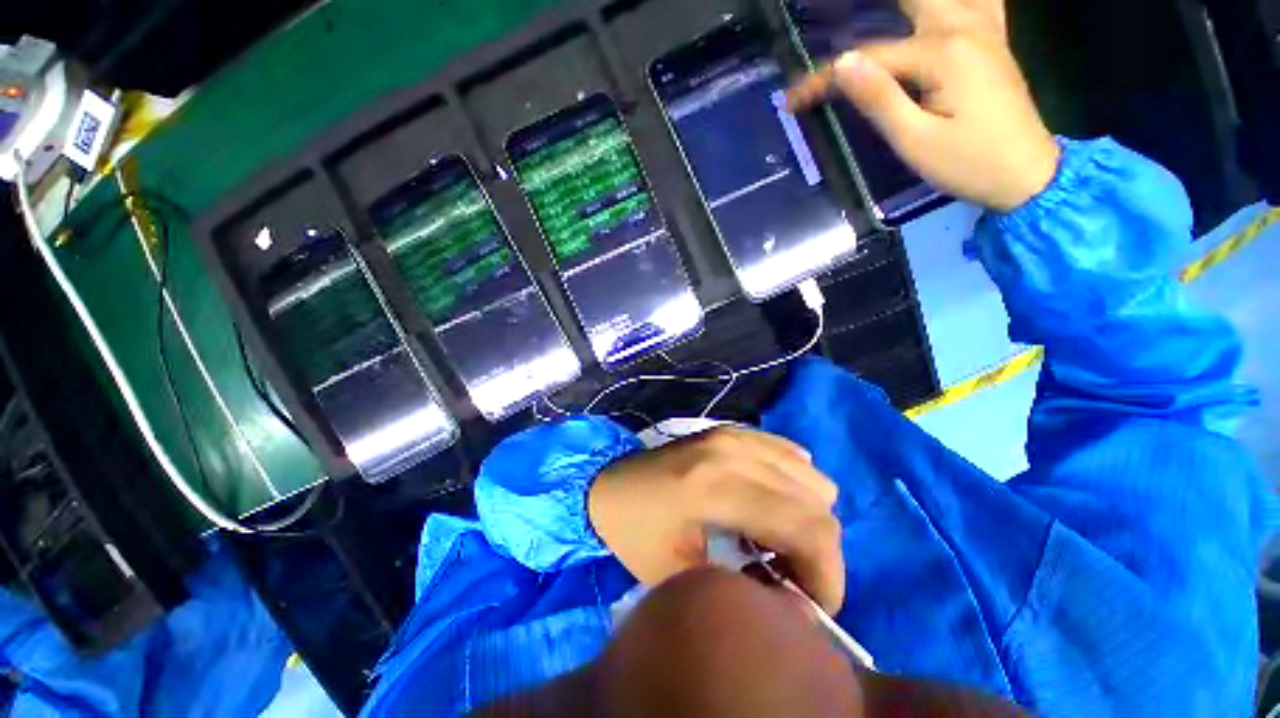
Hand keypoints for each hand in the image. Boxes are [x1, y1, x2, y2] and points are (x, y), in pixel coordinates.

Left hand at [588, 427, 844, 612]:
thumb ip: (742, 592)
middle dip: (821, 553)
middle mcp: (734, 452)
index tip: (816, 607)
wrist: (609, 482)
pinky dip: (794, 485)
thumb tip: (798, 604)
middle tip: (793, 579)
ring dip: (808, 518)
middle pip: (818, 503)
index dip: (828, 576)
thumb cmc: (634, 531)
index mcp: (715, 487)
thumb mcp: (678, 576)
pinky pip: (791, 455)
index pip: (807, 528)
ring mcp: (735, 435)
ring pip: (812, 477)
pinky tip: (770, 505)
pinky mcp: (733, 431)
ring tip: (779, 542)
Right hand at [786, 0, 1059, 211]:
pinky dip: (955, 1)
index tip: (792, 101)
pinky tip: (943, 7)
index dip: (825, 78)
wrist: (1027, 175)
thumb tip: (843, 64)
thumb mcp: (915, 141)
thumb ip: (880, 99)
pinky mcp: (993, 42)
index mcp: (942, 54)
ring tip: (874, 12)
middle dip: (864, 11)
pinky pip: (978, 0)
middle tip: (830, 18)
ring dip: (903, 4)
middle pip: (907, 2)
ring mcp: (983, 30)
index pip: (868, 58)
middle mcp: (964, 28)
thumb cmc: (969, 164)